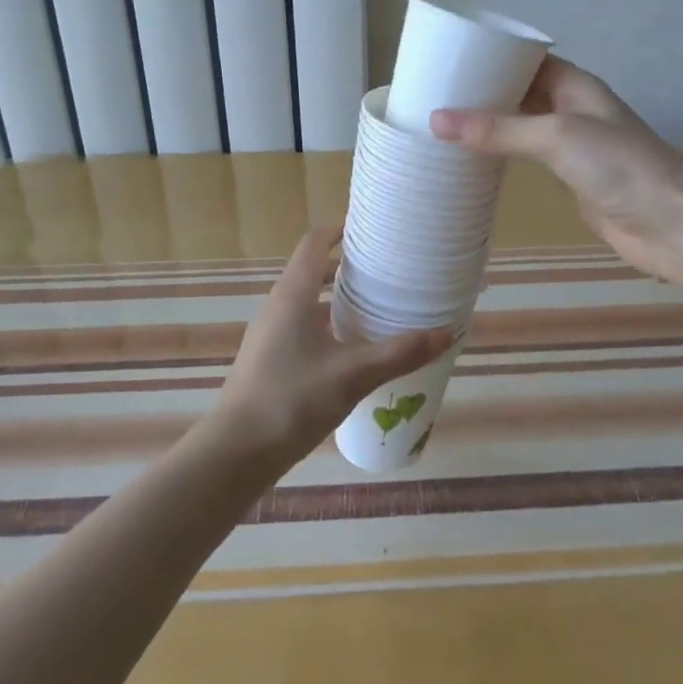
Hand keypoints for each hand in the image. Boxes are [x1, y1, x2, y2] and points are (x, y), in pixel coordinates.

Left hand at [203, 227, 451, 466]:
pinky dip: (327, 325)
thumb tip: (446, 333)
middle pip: (312, 270)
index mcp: (293, 295)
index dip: (340, 229)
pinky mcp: (268, 360)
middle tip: (385, 271)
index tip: (371, 229)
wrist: (236, 453)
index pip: (314, 243)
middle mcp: (278, 306)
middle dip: (347, 267)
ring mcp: (269, 334)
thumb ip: (399, 353)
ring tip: (375, 308)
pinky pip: (301, 327)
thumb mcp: (353, 375)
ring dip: (337, 299)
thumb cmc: (292, 400)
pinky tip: (351, 351)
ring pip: (307, 302)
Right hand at [431, 57, 682, 281]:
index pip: (525, 60)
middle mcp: (571, 108)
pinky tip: (471, 161)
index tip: (446, 61)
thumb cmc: (618, 165)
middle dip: (482, 93)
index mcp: (574, 84)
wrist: (670, 222)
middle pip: (520, 92)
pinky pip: (526, 158)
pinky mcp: (568, 177)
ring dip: (489, 126)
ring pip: (521, 126)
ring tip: (441, 126)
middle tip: (432, 95)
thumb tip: (435, 120)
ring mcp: (571, 144)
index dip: (490, 57)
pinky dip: (500, 156)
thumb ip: (498, 129)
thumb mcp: (555, 136)